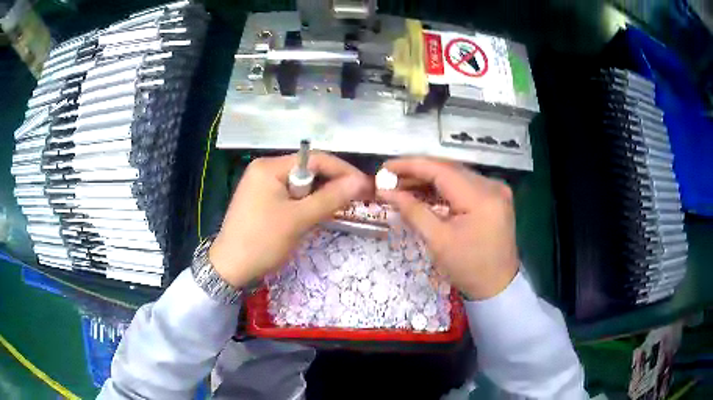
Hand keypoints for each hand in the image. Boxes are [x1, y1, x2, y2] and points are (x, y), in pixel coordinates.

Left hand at [209, 152, 371, 287]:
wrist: (230, 269)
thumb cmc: (262, 241)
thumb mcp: (299, 219)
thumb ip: (331, 198)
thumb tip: (361, 181)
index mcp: (270, 167)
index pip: (314, 159)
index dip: (342, 170)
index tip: (365, 184)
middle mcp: (265, 170)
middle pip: (308, 170)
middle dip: (332, 183)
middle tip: (357, 198)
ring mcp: (262, 185)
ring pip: (301, 185)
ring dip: (321, 195)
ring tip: (342, 207)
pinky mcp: (262, 200)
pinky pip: (291, 196)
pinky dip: (307, 204)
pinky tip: (318, 213)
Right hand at [378, 157, 518, 299]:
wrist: (497, 286)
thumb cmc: (468, 268)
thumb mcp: (437, 241)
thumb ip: (412, 210)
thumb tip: (386, 191)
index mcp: (481, 197)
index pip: (441, 169)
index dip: (410, 165)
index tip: (385, 167)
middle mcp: (492, 185)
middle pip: (449, 169)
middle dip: (418, 172)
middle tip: (390, 177)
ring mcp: (496, 190)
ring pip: (456, 175)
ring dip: (429, 179)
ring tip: (402, 184)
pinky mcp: (495, 197)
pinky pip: (464, 185)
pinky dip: (444, 188)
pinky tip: (424, 192)